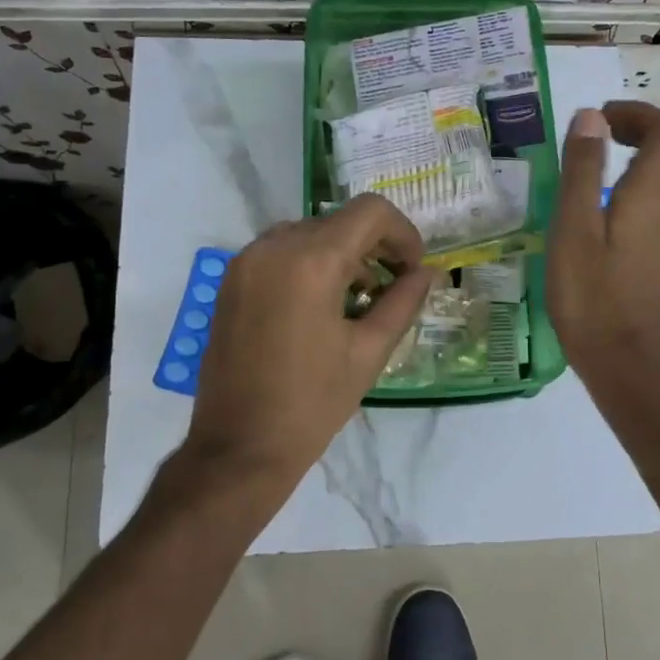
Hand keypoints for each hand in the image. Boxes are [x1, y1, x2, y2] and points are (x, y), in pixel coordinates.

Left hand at [171, 195, 434, 523]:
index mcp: (311, 261)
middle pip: (339, 221)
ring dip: (341, 253)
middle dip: (374, 246)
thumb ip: (404, 301)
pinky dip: (308, 263)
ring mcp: (245, 261)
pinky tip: (320, 306)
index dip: (402, 232)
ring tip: (357, 300)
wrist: (240, 447)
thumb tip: (429, 272)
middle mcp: (273, 246)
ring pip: (309, 233)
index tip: (411, 269)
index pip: (370, 211)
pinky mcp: (230, 281)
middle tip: (391, 287)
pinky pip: (280, 251)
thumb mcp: (370, 351)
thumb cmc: (313, 403)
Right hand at [548, 102, 659, 380]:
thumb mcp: (571, 227)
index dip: (639, 115)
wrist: (624, 361)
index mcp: (655, 193)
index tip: (602, 120)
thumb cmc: (589, 295)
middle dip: (657, 133)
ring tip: (638, 173)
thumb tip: (591, 117)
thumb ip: (582, 169)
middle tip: (615, 140)